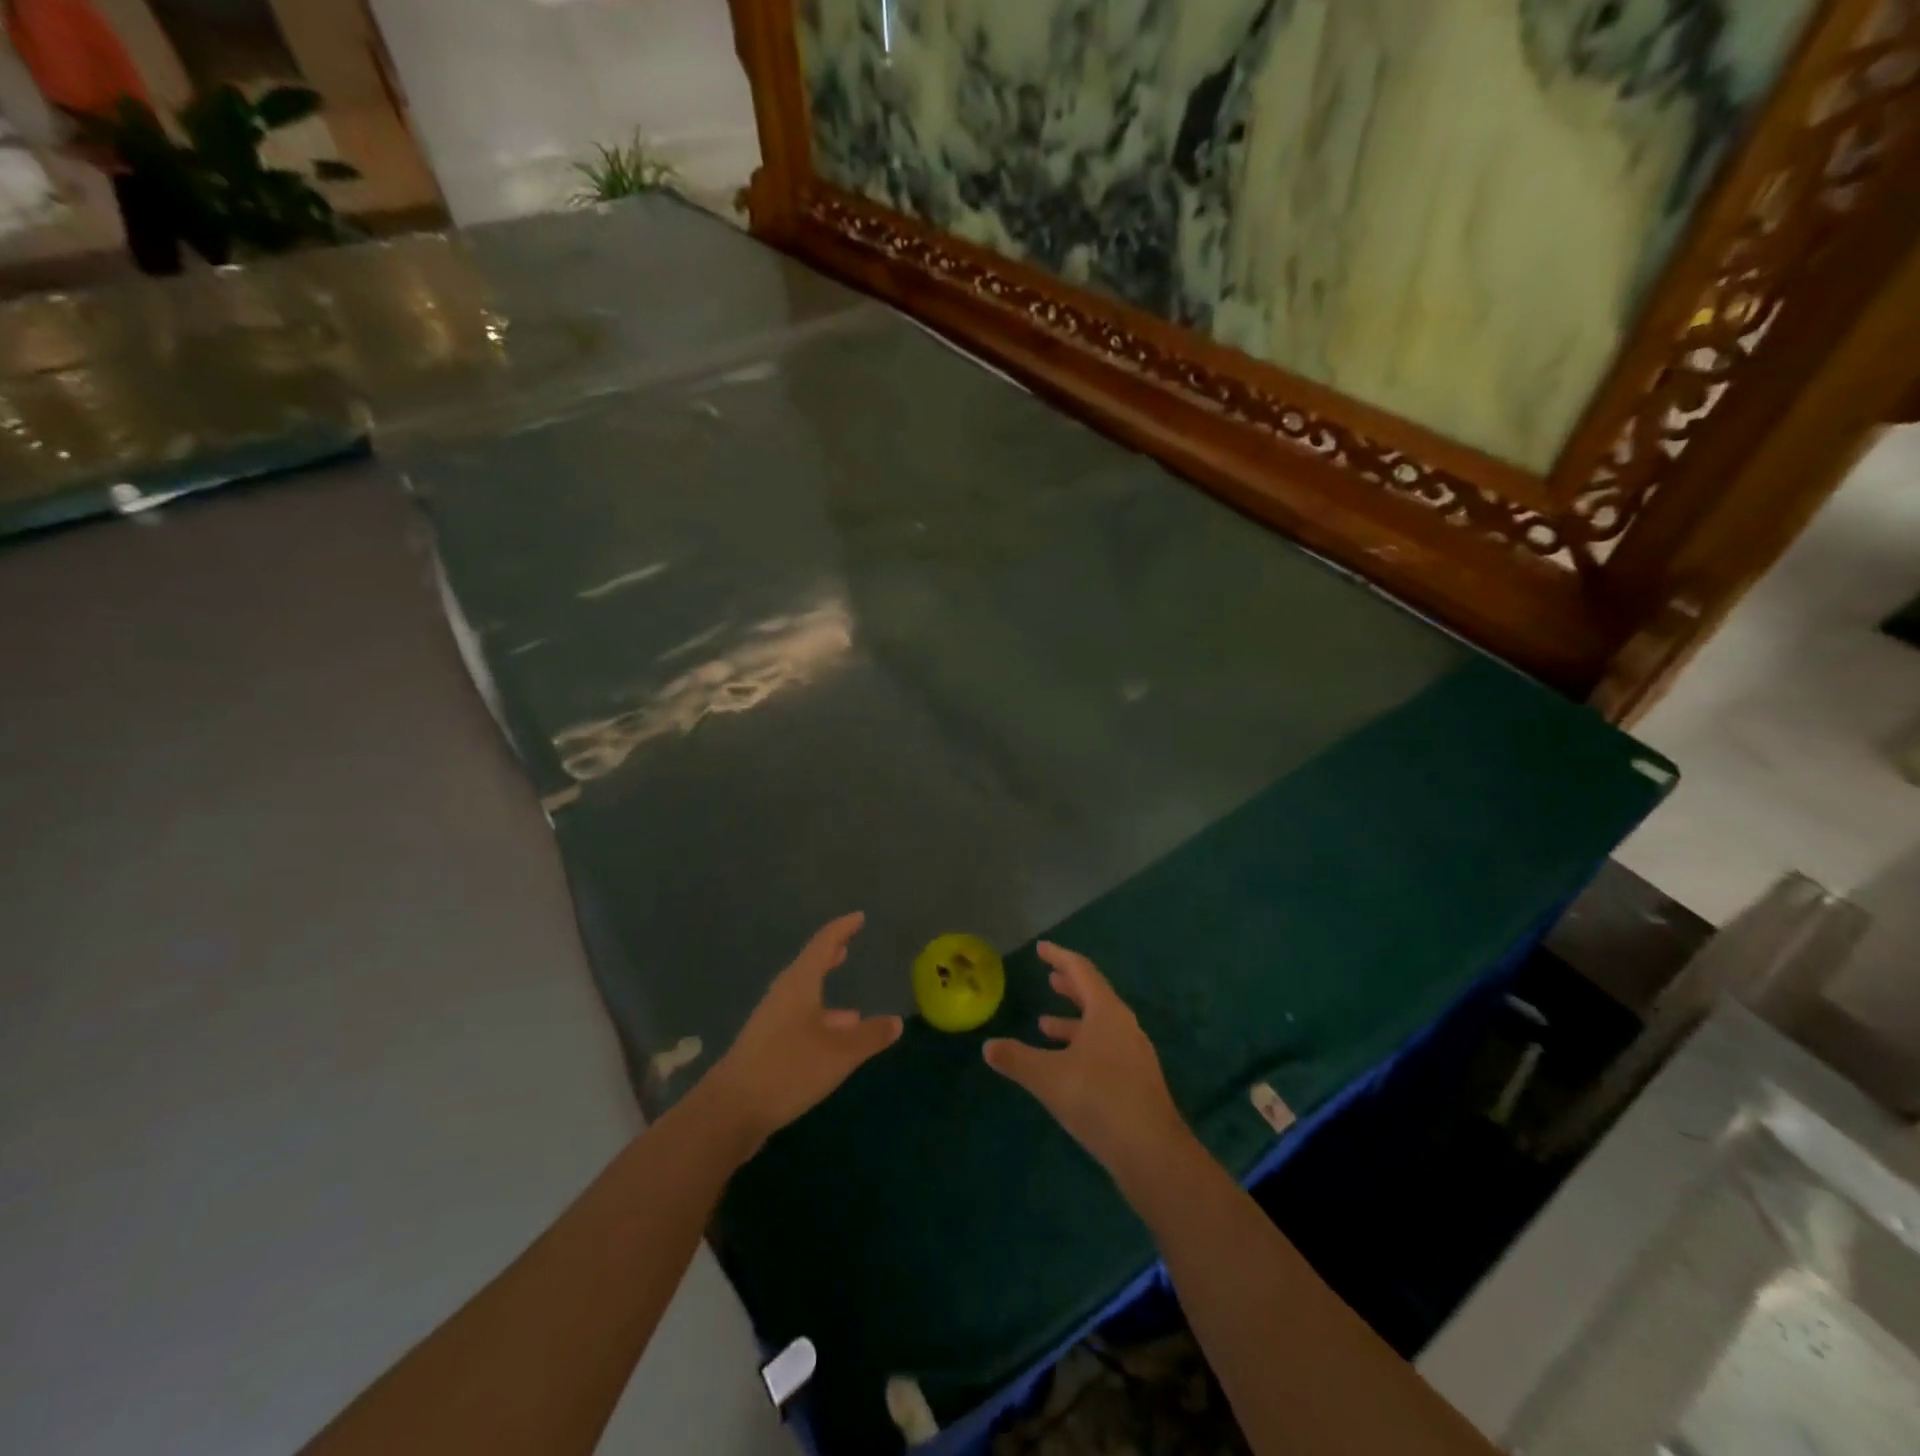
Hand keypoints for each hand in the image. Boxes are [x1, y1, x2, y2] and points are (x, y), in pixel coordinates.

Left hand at [702, 913, 902, 1157]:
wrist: (730, 1111)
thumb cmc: (789, 1068)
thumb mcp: (840, 1053)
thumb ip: (870, 1036)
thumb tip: (896, 1021)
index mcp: (799, 984)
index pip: (823, 944)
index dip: (842, 929)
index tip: (858, 917)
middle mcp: (782, 996)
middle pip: (808, 969)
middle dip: (829, 958)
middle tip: (846, 948)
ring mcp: (770, 1023)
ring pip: (803, 1000)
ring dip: (825, 999)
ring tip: (853, 1012)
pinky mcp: (764, 1048)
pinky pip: (798, 1024)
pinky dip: (818, 1025)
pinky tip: (831, 1047)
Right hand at [983, 942, 1189, 1177]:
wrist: (1152, 1153)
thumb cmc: (1099, 1100)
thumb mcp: (1048, 1077)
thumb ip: (1016, 1059)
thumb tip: (987, 1046)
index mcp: (1107, 1012)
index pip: (1081, 971)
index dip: (1059, 957)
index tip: (1042, 948)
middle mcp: (1124, 1026)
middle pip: (1094, 995)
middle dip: (1069, 986)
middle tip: (1049, 978)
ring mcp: (1134, 1054)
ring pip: (1099, 1025)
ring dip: (1073, 1020)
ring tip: (1045, 1023)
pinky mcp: (1136, 1081)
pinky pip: (1105, 1048)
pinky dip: (1082, 1045)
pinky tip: (1066, 1065)